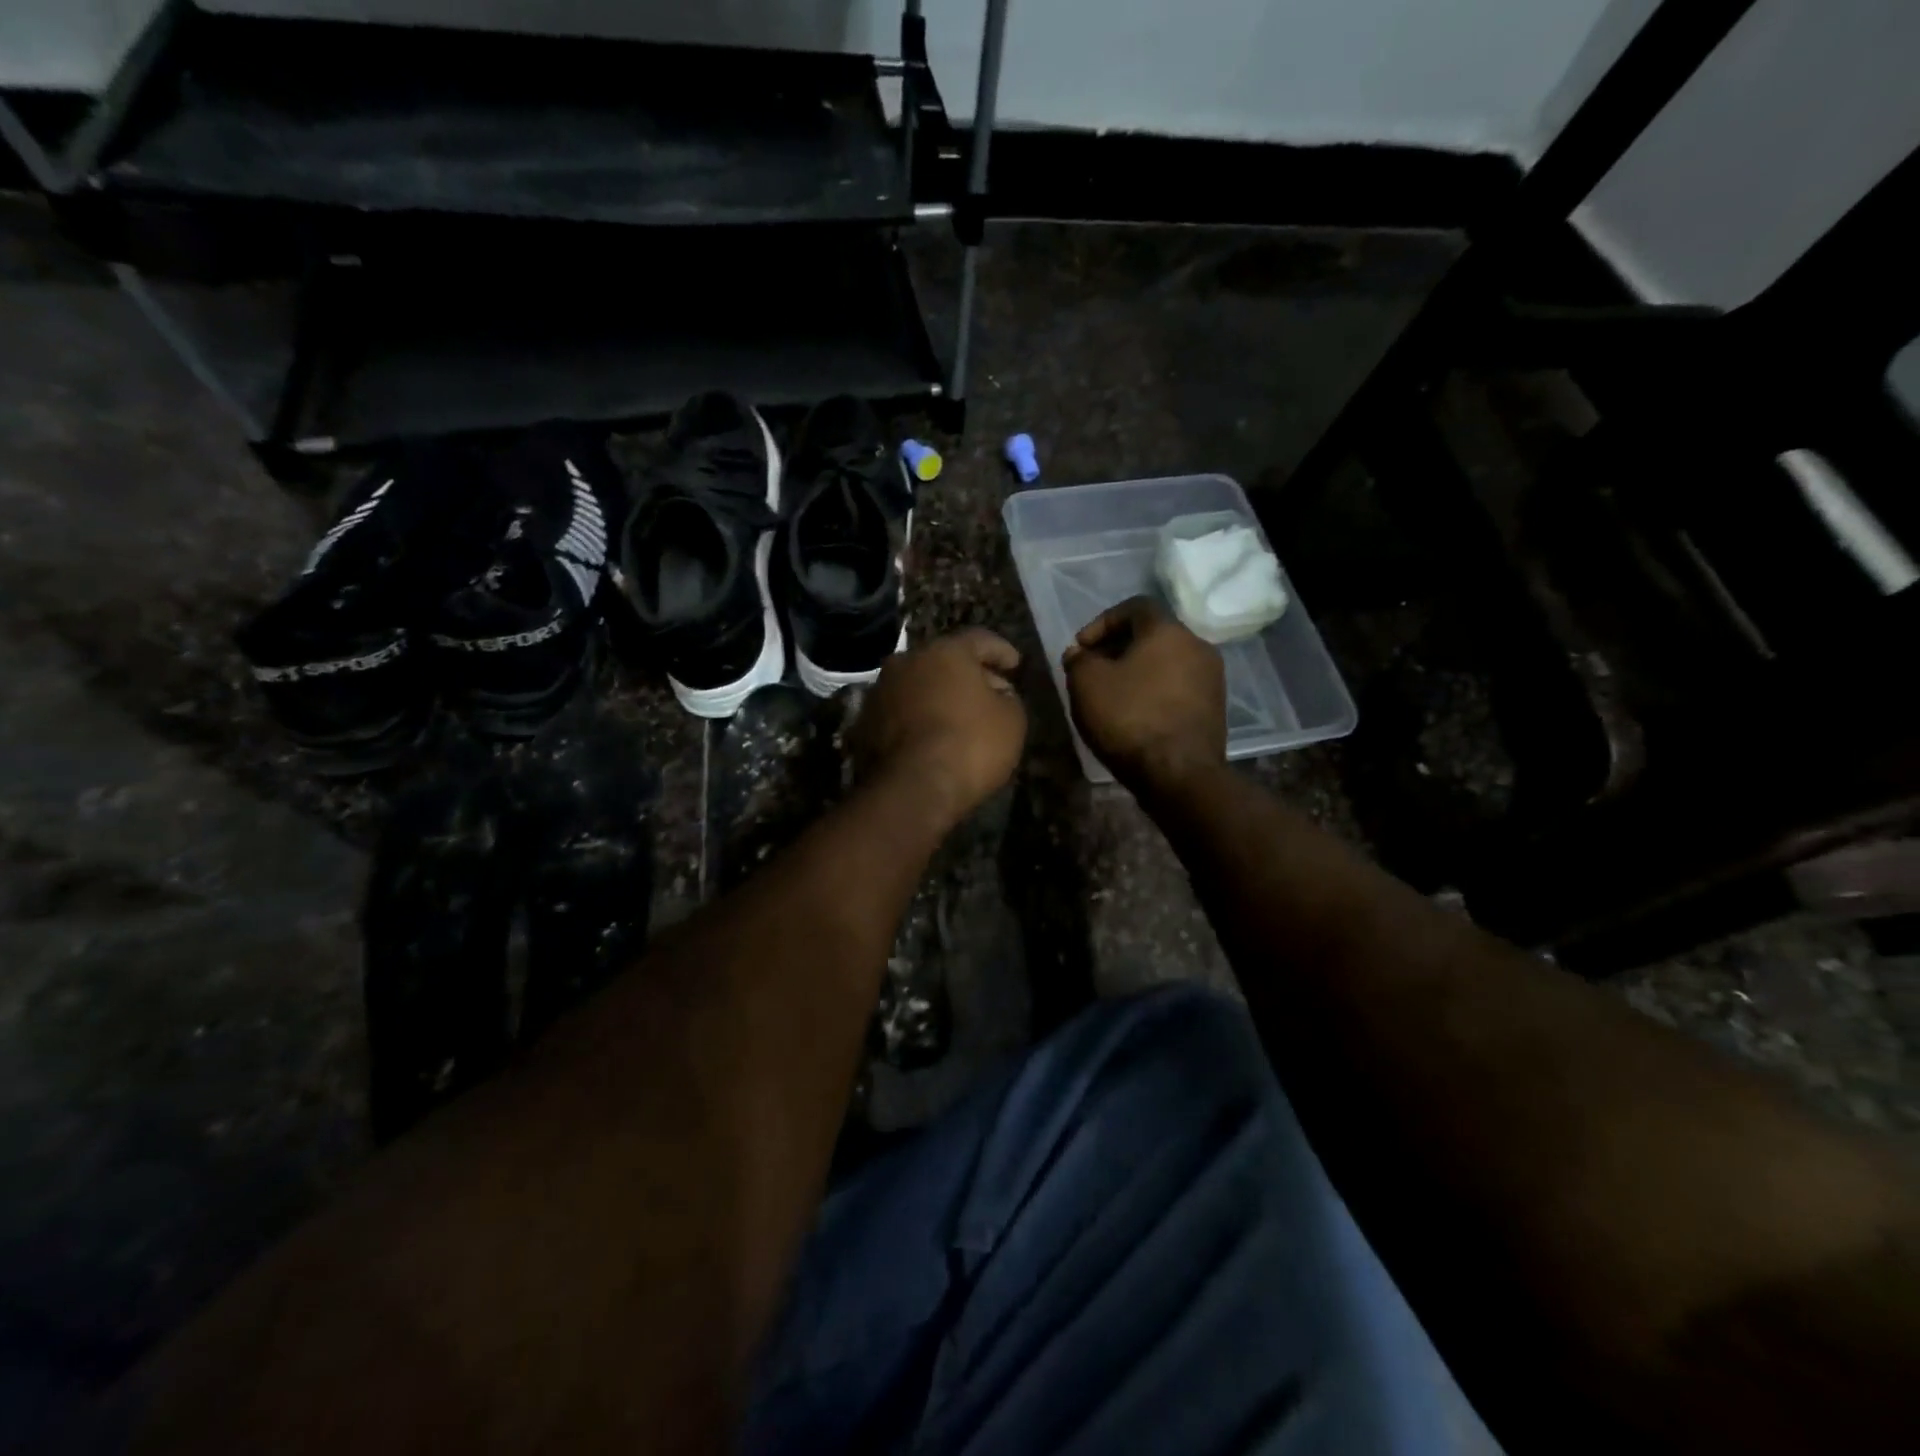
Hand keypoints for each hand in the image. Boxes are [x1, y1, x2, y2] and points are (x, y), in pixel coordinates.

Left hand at [850, 628, 1027, 828]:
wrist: (912, 788)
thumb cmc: (970, 745)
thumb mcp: (1012, 720)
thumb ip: (1008, 698)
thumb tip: (998, 693)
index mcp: (945, 651)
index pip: (979, 639)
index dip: (1001, 651)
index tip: (1015, 664)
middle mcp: (907, 661)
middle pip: (944, 660)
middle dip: (968, 674)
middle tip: (990, 691)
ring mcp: (880, 690)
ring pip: (918, 684)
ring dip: (938, 695)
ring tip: (959, 716)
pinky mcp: (865, 722)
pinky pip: (901, 711)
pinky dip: (918, 717)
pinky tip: (932, 735)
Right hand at [1063, 596, 1224, 791]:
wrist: (1179, 774)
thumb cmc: (1130, 718)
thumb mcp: (1086, 684)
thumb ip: (1079, 660)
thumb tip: (1080, 653)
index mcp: (1168, 630)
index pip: (1135, 606)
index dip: (1102, 622)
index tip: (1081, 646)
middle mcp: (1197, 646)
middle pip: (1153, 634)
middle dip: (1118, 648)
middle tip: (1093, 669)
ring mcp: (1211, 678)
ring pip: (1167, 662)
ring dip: (1137, 671)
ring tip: (1112, 694)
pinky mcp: (1215, 708)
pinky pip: (1178, 686)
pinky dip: (1155, 691)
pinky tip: (1135, 714)